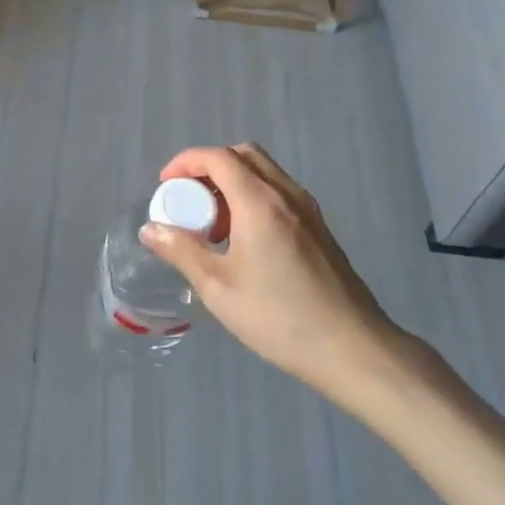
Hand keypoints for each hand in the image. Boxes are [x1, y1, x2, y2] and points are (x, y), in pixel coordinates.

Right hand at [139, 144, 416, 415]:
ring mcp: (308, 211)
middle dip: (209, 168)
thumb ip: (181, 251)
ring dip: (232, 183)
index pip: (218, 157)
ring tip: (213, 226)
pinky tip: (243, 241)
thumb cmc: (279, 317)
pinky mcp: (319, 229)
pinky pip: (279, 194)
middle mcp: (286, 195)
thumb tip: (150, 229)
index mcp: (260, 202)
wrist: (353, 349)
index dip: (185, 162)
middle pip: (243, 155)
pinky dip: (253, 198)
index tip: (165, 187)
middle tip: (189, 201)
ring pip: (264, 173)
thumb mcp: (218, 287)